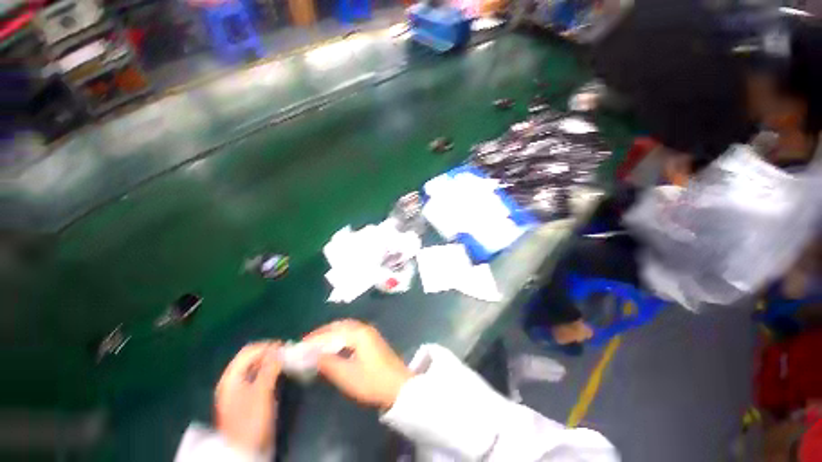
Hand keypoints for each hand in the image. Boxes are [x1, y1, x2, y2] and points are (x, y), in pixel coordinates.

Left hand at [214, 342, 280, 453]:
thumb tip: (280, 349)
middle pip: (251, 358)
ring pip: (254, 367)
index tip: (285, 347)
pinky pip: (256, 376)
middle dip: (269, 353)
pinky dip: (267, 371)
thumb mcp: (262, 392)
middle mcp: (232, 381)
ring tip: (285, 362)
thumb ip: (270, 368)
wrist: (245, 450)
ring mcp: (237, 390)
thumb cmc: (251, 420)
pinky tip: (277, 374)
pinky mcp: (244, 397)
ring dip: (269, 362)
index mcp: (231, 378)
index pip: (249, 351)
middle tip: (287, 354)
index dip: (267, 346)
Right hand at [303, 320, 412, 410]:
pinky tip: (334, 347)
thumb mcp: (346, 375)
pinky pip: (352, 333)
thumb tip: (312, 355)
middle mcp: (364, 328)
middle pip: (340, 325)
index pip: (332, 331)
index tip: (300, 345)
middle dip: (322, 332)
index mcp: (358, 333)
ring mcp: (370, 333)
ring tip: (317, 344)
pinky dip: (340, 337)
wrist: (398, 387)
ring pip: (346, 328)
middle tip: (307, 343)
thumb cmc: (371, 381)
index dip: (315, 337)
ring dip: (331, 334)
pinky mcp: (372, 340)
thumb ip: (328, 363)